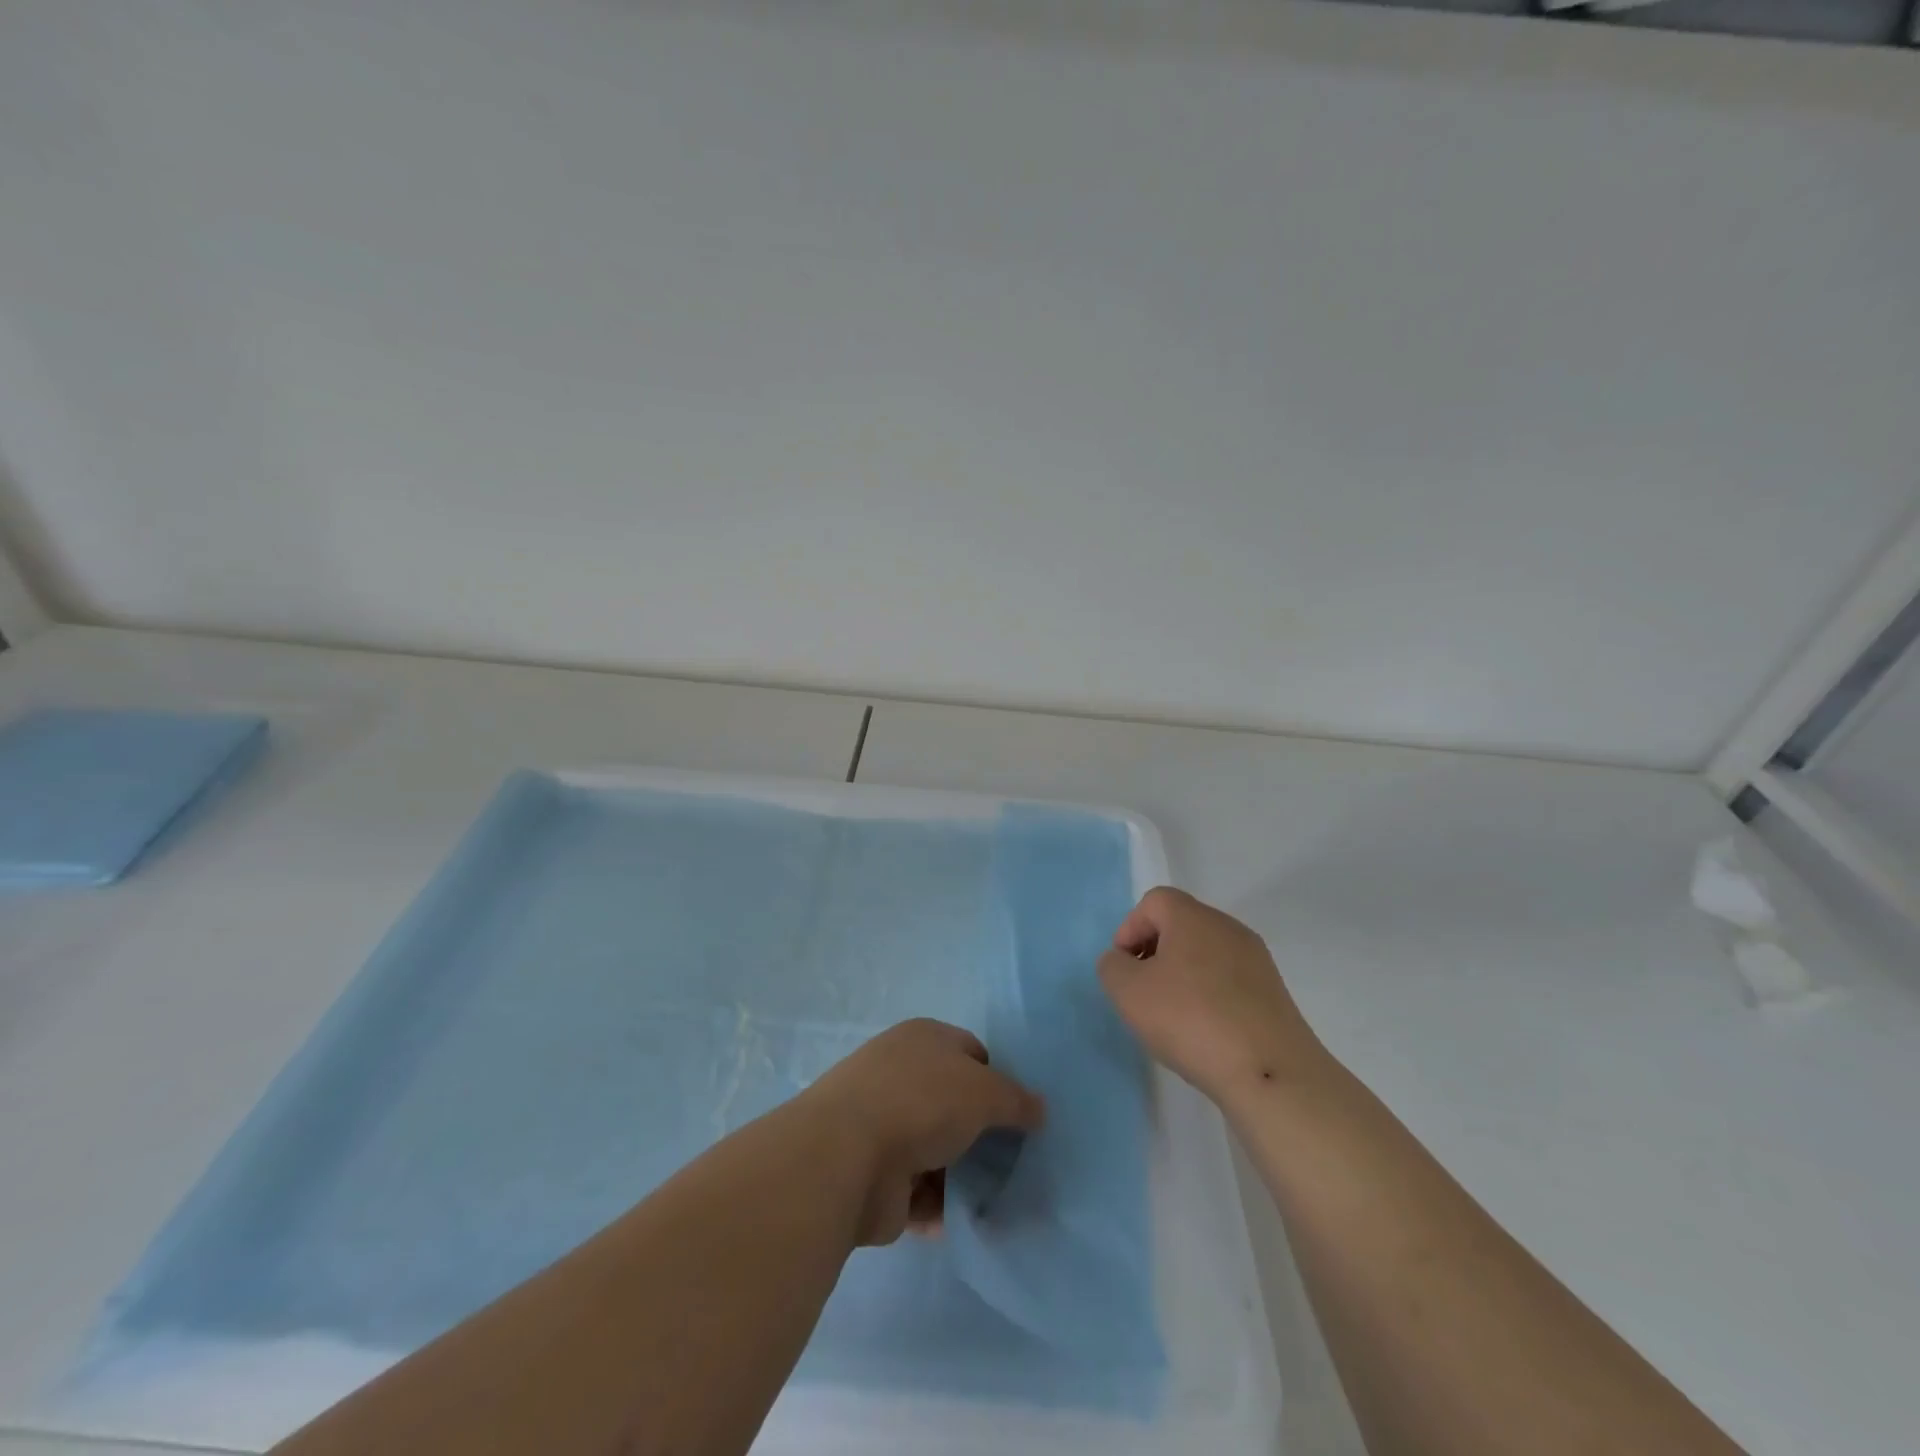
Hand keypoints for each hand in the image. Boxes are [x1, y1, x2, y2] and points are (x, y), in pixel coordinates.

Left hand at [802, 1019, 1044, 1246]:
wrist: (847, 1156)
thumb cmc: (922, 1102)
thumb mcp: (984, 1091)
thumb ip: (1016, 1100)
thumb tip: (1038, 1109)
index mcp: (923, 1040)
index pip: (971, 1052)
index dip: (998, 1079)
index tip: (1020, 1114)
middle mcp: (901, 1075)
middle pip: (954, 1104)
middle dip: (982, 1133)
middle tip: (1018, 1161)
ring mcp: (884, 1126)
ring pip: (938, 1150)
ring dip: (963, 1175)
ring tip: (1001, 1199)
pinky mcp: (876, 1176)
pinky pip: (920, 1191)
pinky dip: (942, 1207)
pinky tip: (969, 1223)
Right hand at [1098, 887, 1323, 1104]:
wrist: (1269, 1072)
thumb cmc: (1190, 1020)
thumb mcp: (1128, 992)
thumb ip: (1113, 966)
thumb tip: (1123, 961)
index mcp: (1193, 917)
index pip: (1154, 902)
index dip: (1130, 929)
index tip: (1124, 968)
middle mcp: (1228, 928)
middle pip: (1181, 925)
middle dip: (1154, 952)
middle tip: (1142, 991)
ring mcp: (1256, 960)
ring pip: (1205, 954)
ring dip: (1181, 976)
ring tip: (1172, 1017)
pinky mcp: (1273, 993)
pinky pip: (1228, 980)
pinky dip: (1209, 996)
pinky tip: (1204, 1032)